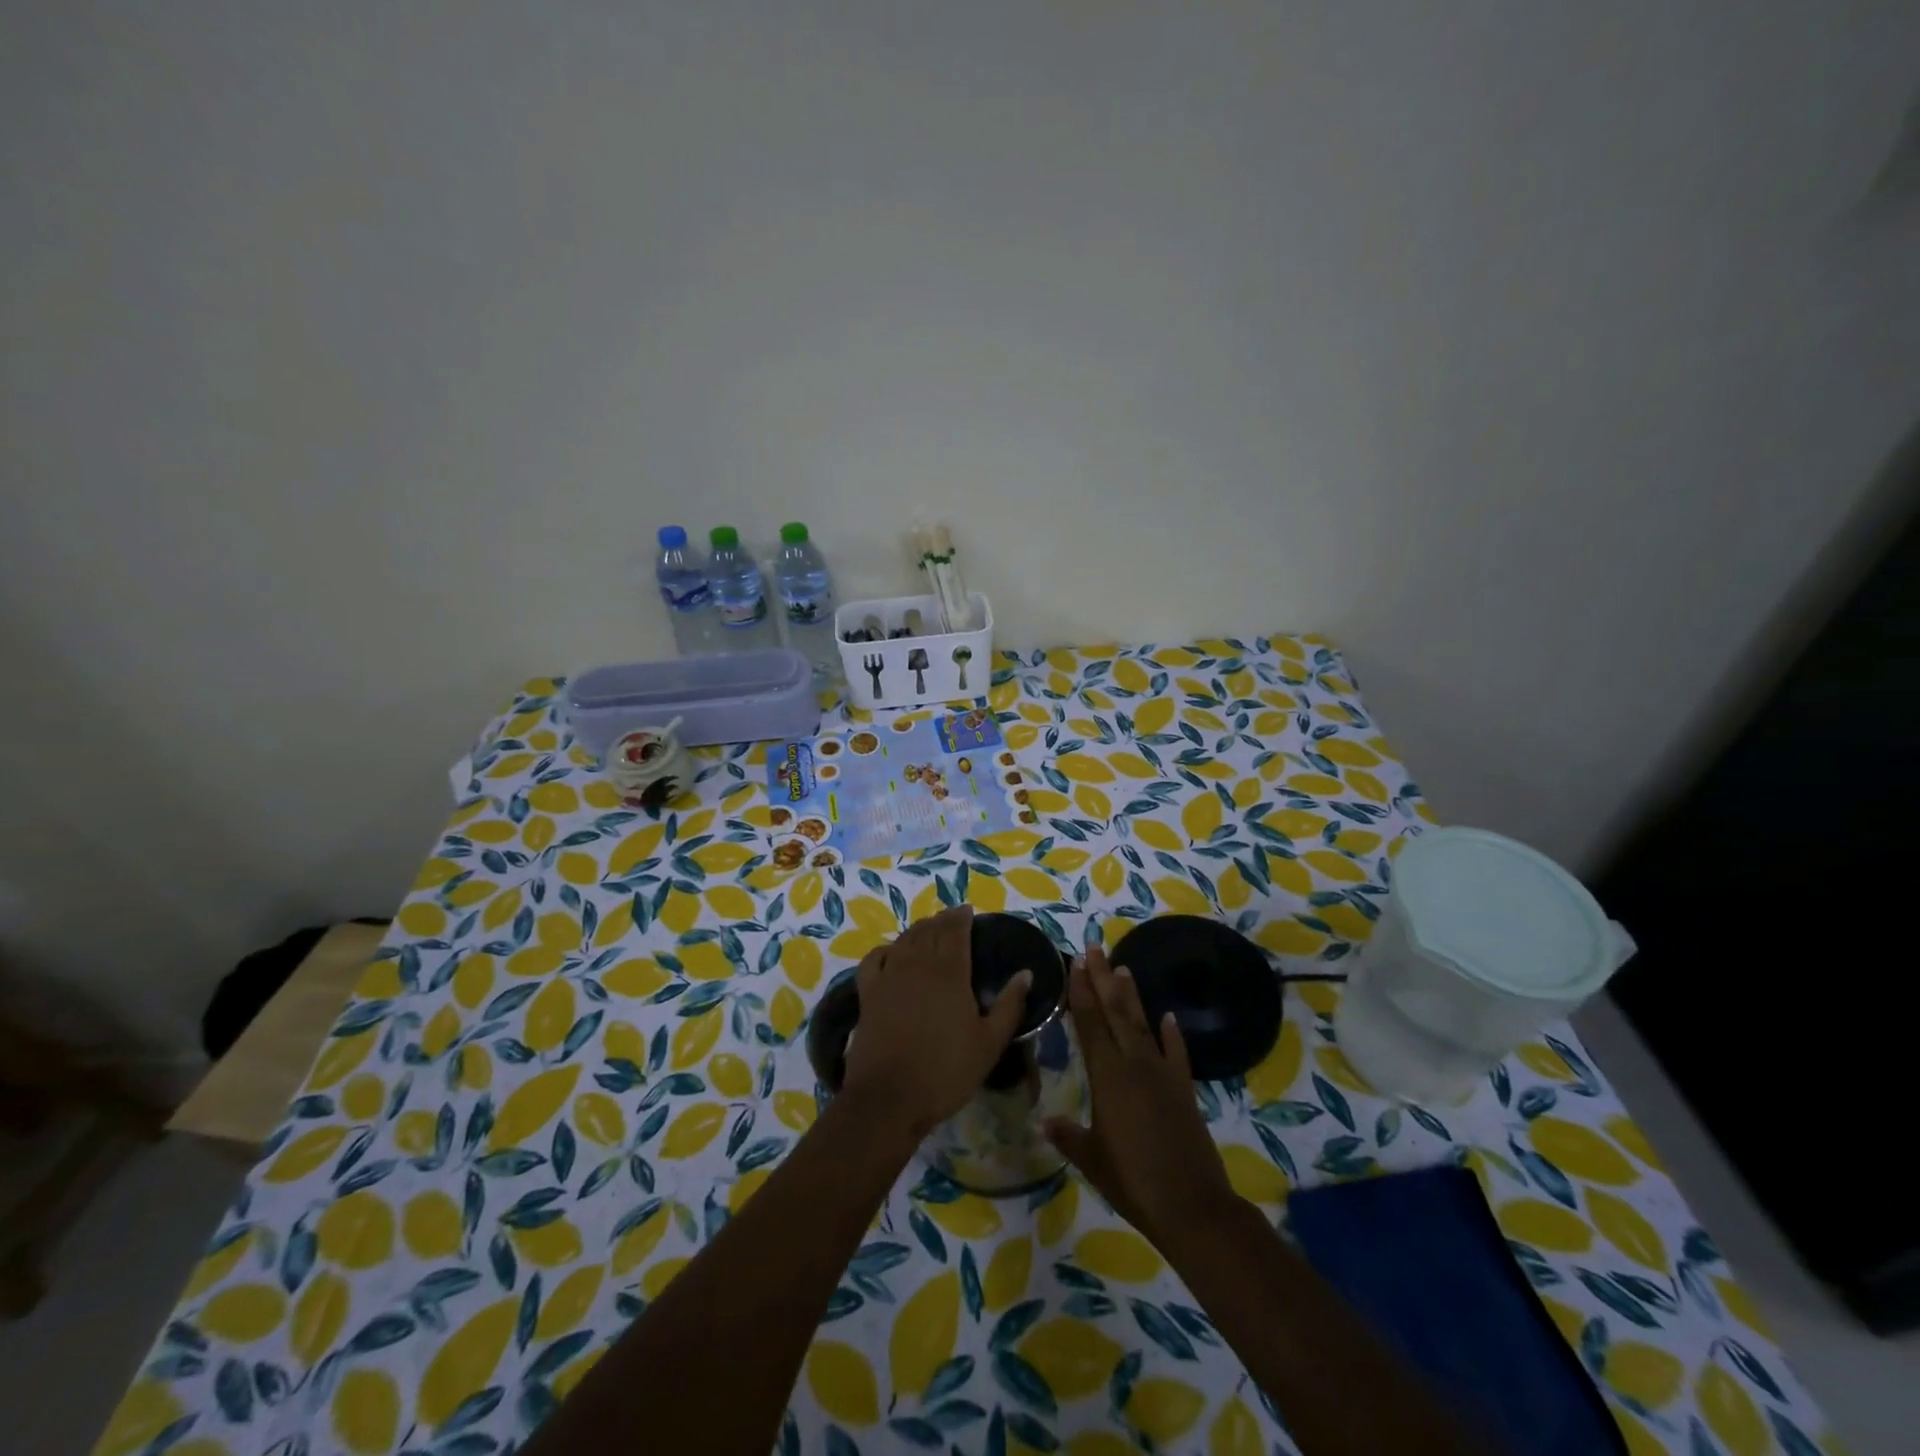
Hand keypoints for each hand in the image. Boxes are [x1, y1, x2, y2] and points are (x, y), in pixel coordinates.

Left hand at [841, 905, 1030, 1140]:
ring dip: (918, 930)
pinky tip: (891, 952)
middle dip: (942, 920)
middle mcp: (918, 964)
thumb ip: (1010, 1005)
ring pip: (904, 939)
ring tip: (929, 930)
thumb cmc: (946, 1071)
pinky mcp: (867, 993)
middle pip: (930, 930)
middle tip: (953, 919)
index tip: (969, 911)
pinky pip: (874, 959)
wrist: (889, 1097)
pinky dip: (885, 949)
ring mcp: (889, 976)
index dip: (962, 916)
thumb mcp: (990, 1043)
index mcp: (950, 972)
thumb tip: (1026, 973)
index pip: (955, 931)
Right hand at [1045, 942, 1237, 1244]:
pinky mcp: (1184, 1089)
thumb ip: (1068, 1135)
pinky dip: (1172, 1033)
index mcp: (1107, 1076)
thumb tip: (1044, 1118)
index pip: (1090, 1023)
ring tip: (1123, 967)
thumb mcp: (1091, 1159)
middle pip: (1115, 1012)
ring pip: (1142, 1024)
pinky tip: (1168, 1016)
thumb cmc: (1132, 1181)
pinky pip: (1176, 1053)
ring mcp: (1162, 1074)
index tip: (1075, 962)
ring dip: (1131, 995)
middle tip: (1094, 948)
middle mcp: (1134, 1064)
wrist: (1191, 1205)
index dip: (1081, 992)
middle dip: (1103, 978)